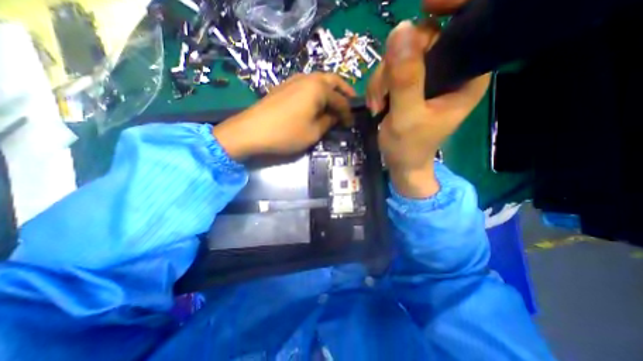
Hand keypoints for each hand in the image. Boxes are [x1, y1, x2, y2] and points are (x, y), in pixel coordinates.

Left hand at [215, 72, 356, 159]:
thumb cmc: (286, 133)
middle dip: (344, 91)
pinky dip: (317, 91)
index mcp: (318, 88)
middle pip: (332, 81)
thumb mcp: (313, 132)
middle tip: (351, 102)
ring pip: (319, 80)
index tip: (351, 124)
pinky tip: (316, 101)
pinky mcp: (284, 86)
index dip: (348, 113)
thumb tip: (336, 116)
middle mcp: (308, 78)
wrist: (251, 131)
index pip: (340, 100)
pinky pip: (307, 85)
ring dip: (330, 90)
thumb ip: (328, 122)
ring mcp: (294, 80)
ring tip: (335, 102)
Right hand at [370, 20, 490, 196]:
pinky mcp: (410, 84)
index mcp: (465, 77)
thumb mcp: (406, 116)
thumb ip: (405, 79)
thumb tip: (400, 30)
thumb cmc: (408, 147)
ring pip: (400, 56)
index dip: (447, 13)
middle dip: (394, 67)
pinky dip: (378, 86)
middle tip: (382, 95)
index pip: (464, 29)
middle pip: (421, 42)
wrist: (400, 163)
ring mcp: (427, 77)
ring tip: (378, 106)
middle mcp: (449, 71)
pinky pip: (390, 70)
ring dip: (381, 80)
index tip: (422, 9)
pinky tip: (377, 104)